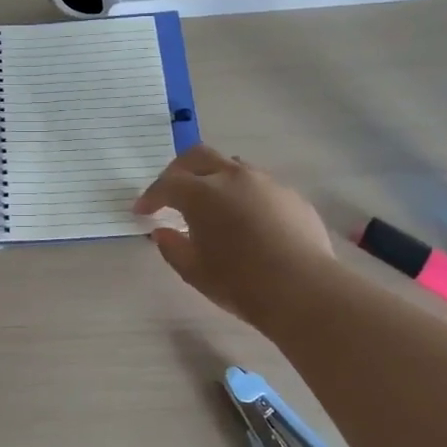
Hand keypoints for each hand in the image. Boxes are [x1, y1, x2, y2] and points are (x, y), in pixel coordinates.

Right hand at [135, 144, 336, 326]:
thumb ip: (172, 247)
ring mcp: (266, 182)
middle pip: (198, 157)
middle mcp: (232, 177)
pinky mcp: (291, 196)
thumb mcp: (194, 271)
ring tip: (211, 203)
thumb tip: (163, 233)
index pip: (167, 184)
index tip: (142, 211)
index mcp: (202, 193)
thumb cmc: (240, 282)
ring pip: (232, 166)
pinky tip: (247, 220)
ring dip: (214, 178)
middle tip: (171, 192)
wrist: (304, 289)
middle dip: (179, 171)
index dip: (151, 197)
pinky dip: (243, 194)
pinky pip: (259, 185)